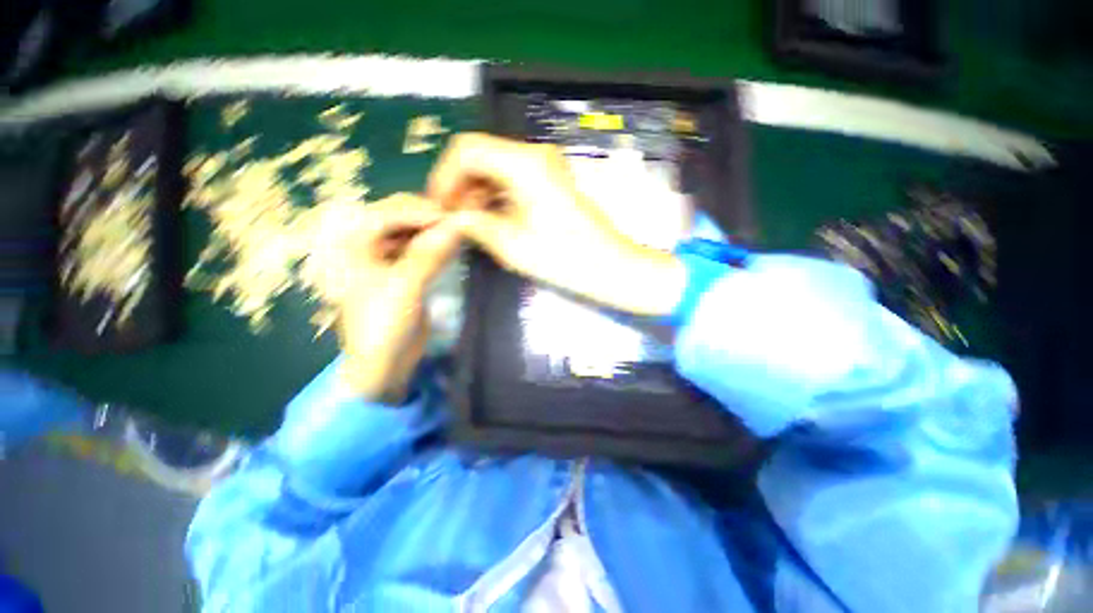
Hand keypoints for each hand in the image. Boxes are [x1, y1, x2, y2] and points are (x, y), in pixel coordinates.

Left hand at [317, 194, 460, 402]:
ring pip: (411, 232)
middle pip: (399, 218)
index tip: (453, 218)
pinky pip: (420, 248)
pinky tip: (452, 246)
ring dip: (434, 231)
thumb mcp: (404, 287)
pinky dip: (436, 245)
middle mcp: (365, 244)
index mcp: (351, 245)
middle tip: (458, 223)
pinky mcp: (402, 270)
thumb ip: (429, 254)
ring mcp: (384, 257)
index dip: (420, 212)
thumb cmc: (383, 324)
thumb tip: (457, 226)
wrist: (384, 363)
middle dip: (428, 218)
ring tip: (459, 233)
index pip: (387, 213)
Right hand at [427, 133, 685, 316]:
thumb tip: (450, 216)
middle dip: (460, 186)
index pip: (466, 150)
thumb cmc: (564, 259)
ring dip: (477, 193)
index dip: (444, 177)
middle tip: (451, 221)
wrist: (610, 267)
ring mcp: (546, 167)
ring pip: (496, 169)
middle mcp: (535, 154)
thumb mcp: (511, 245)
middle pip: (481, 157)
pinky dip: (495, 197)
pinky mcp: (551, 182)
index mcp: (524, 163)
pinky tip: (489, 220)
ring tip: (468, 225)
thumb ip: (474, 224)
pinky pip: (512, 180)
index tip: (438, 208)